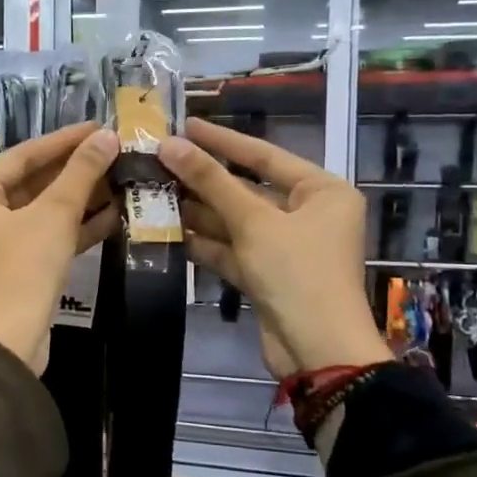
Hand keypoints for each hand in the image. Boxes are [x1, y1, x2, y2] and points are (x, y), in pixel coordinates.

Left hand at [0, 123, 120, 372]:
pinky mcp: (11, 269)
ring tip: (120, 179)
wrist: (7, 344)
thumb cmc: (21, 269)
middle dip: (74, 171)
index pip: (22, 156)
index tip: (99, 127)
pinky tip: (112, 216)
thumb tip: (107, 137)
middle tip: (113, 152)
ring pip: (40, 212)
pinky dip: (72, 228)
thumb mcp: (54, 215)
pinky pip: (42, 237)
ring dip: (79, 200)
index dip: (64, 140)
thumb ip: (81, 173)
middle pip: (31, 183)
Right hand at [157, 117, 390, 379]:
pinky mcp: (267, 275)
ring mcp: (286, 247)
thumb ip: (211, 182)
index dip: (223, 140)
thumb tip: (169, 144)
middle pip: (248, 189)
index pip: (265, 155)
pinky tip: (169, 229)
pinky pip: (233, 249)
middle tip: (160, 161)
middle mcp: (308, 214)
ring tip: (154, 191)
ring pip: (236, 221)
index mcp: (322, 191)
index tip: (185, 126)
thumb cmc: (297, 273)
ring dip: (199, 211)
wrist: (317, 351)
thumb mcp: (253, 222)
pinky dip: (205, 241)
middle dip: (205, 180)